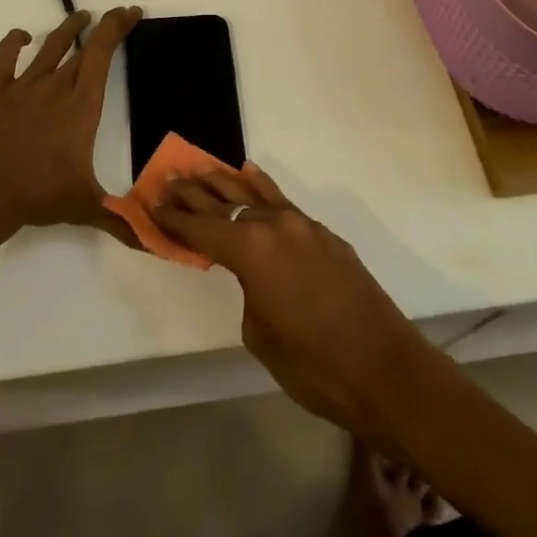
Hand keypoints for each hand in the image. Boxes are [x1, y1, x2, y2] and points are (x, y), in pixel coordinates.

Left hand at [0, 7, 141, 241]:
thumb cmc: (37, 194)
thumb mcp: (85, 207)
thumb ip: (121, 220)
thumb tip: (156, 244)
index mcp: (82, 104)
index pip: (103, 53)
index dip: (118, 27)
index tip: (131, 12)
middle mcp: (56, 85)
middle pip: (83, 45)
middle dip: (103, 27)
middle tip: (116, 16)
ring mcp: (24, 84)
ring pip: (50, 45)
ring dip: (67, 28)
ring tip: (79, 16)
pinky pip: (7, 56)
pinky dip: (16, 41)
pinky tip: (23, 37)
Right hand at [152, 165, 439, 448]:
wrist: (385, 369)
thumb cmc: (314, 365)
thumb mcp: (261, 335)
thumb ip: (249, 291)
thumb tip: (256, 275)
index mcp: (252, 251)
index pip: (202, 230)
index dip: (175, 219)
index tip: (151, 203)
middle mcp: (275, 226)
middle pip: (225, 203)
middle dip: (194, 193)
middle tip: (169, 178)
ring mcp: (303, 226)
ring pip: (255, 195)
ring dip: (226, 182)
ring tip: (201, 168)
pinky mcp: (324, 235)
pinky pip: (283, 203)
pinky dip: (262, 189)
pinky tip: (250, 175)